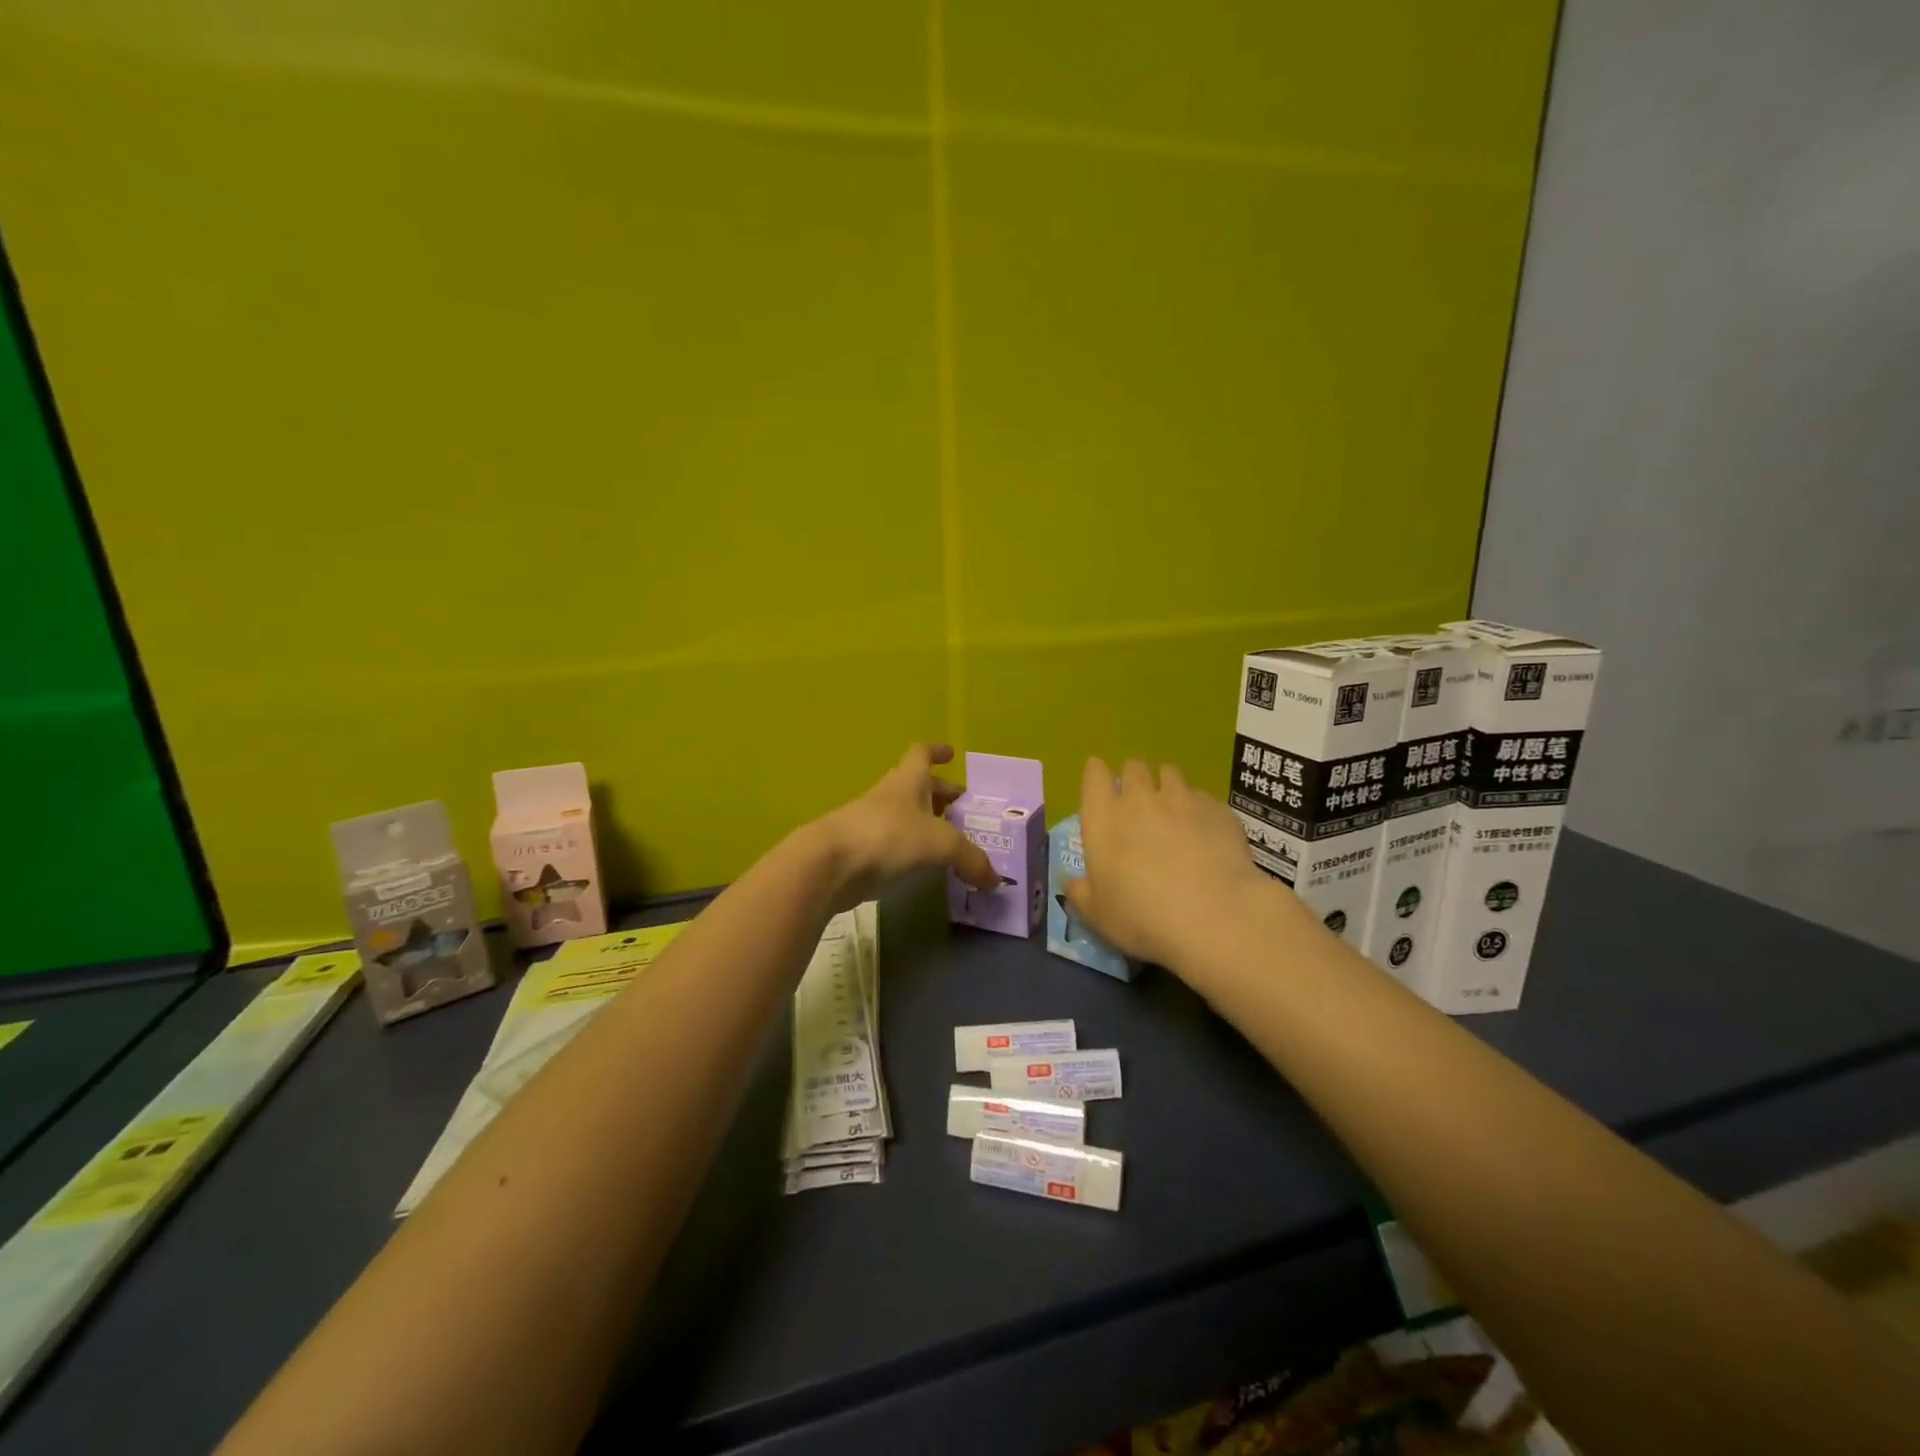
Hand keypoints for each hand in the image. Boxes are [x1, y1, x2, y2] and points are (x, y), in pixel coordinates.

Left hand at [813, 744, 998, 910]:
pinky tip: (926, 866)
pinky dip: (912, 850)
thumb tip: (995, 879)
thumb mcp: (940, 844)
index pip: (921, 754)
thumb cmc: (888, 836)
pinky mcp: (863, 850)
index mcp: (908, 781)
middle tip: (962, 809)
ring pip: (906, 816)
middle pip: (917, 787)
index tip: (951, 754)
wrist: (830, 864)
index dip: (936, 752)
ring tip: (950, 841)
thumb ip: (971, 859)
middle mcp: (890, 796)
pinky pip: (895, 843)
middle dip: (940, 795)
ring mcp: (872, 822)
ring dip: (927, 824)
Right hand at [1063, 757, 1277, 969]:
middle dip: (1133, 777)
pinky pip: (1202, 797)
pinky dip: (1198, 808)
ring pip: (1170, 773)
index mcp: (1103, 819)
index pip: (1094, 775)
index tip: (1100, 782)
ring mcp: (1182, 799)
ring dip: (1166, 785)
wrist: (1213, 916)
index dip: (1097, 774)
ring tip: (1172, 808)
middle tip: (1137, 800)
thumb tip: (1070, 883)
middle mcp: (1139, 799)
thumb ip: (1080, 894)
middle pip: (1133, 767)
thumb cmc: (1142, 917)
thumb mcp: (1098, 915)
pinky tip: (1205, 831)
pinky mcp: (1217, 809)